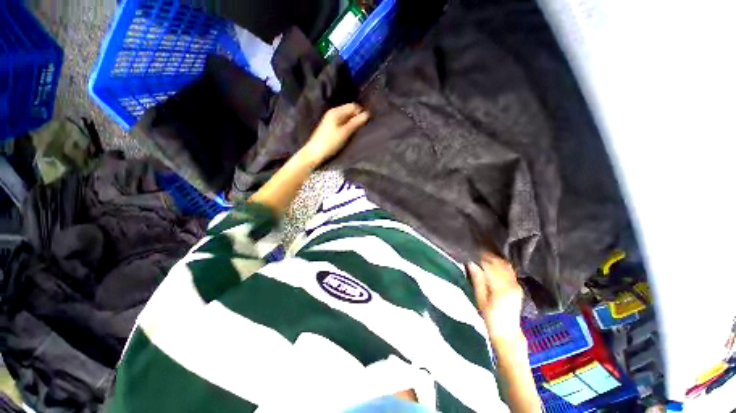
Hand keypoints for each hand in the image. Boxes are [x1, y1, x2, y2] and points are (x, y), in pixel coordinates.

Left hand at [300, 103, 369, 167]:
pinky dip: (347, 126)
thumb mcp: (344, 132)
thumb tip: (367, 114)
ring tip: (357, 132)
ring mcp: (331, 120)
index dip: (360, 113)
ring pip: (346, 118)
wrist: (315, 153)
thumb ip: (355, 123)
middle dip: (357, 117)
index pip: (353, 106)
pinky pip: (342, 123)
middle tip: (363, 128)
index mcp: (336, 112)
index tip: (366, 123)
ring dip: (352, 123)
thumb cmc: (330, 142)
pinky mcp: (330, 127)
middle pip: (349, 111)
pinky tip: (349, 134)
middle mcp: (333, 113)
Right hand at [467, 253, 524, 341]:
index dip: (481, 256)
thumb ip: (477, 279)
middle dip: (488, 255)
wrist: (507, 332)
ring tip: (483, 255)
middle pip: (500, 263)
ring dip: (494, 258)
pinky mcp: (518, 286)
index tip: (473, 251)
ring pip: (506, 265)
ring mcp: (516, 285)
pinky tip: (493, 263)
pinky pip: (509, 270)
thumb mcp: (480, 299)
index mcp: (501, 288)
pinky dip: (500, 264)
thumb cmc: (490, 317)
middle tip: (476, 251)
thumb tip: (472, 263)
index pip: (491, 265)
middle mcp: (512, 284)